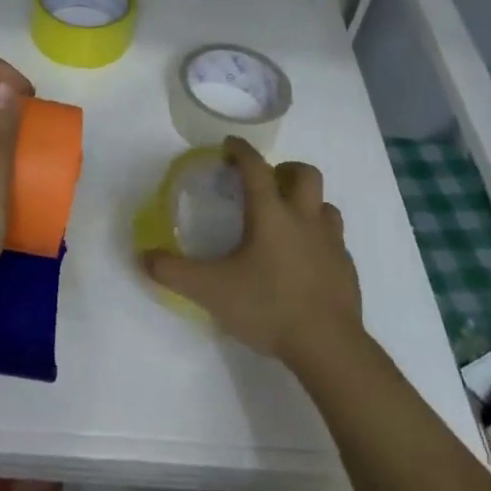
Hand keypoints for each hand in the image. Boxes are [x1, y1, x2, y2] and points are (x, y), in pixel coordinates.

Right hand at [141, 138, 363, 371]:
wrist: (328, 346)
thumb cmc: (268, 308)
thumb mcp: (210, 291)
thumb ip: (173, 271)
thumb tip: (143, 256)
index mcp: (272, 215)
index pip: (256, 168)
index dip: (241, 151)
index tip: (230, 144)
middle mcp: (305, 219)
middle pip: (305, 174)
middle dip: (285, 169)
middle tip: (266, 183)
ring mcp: (331, 243)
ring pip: (325, 205)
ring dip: (307, 203)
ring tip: (287, 220)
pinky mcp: (346, 268)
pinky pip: (335, 239)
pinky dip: (319, 238)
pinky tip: (305, 259)